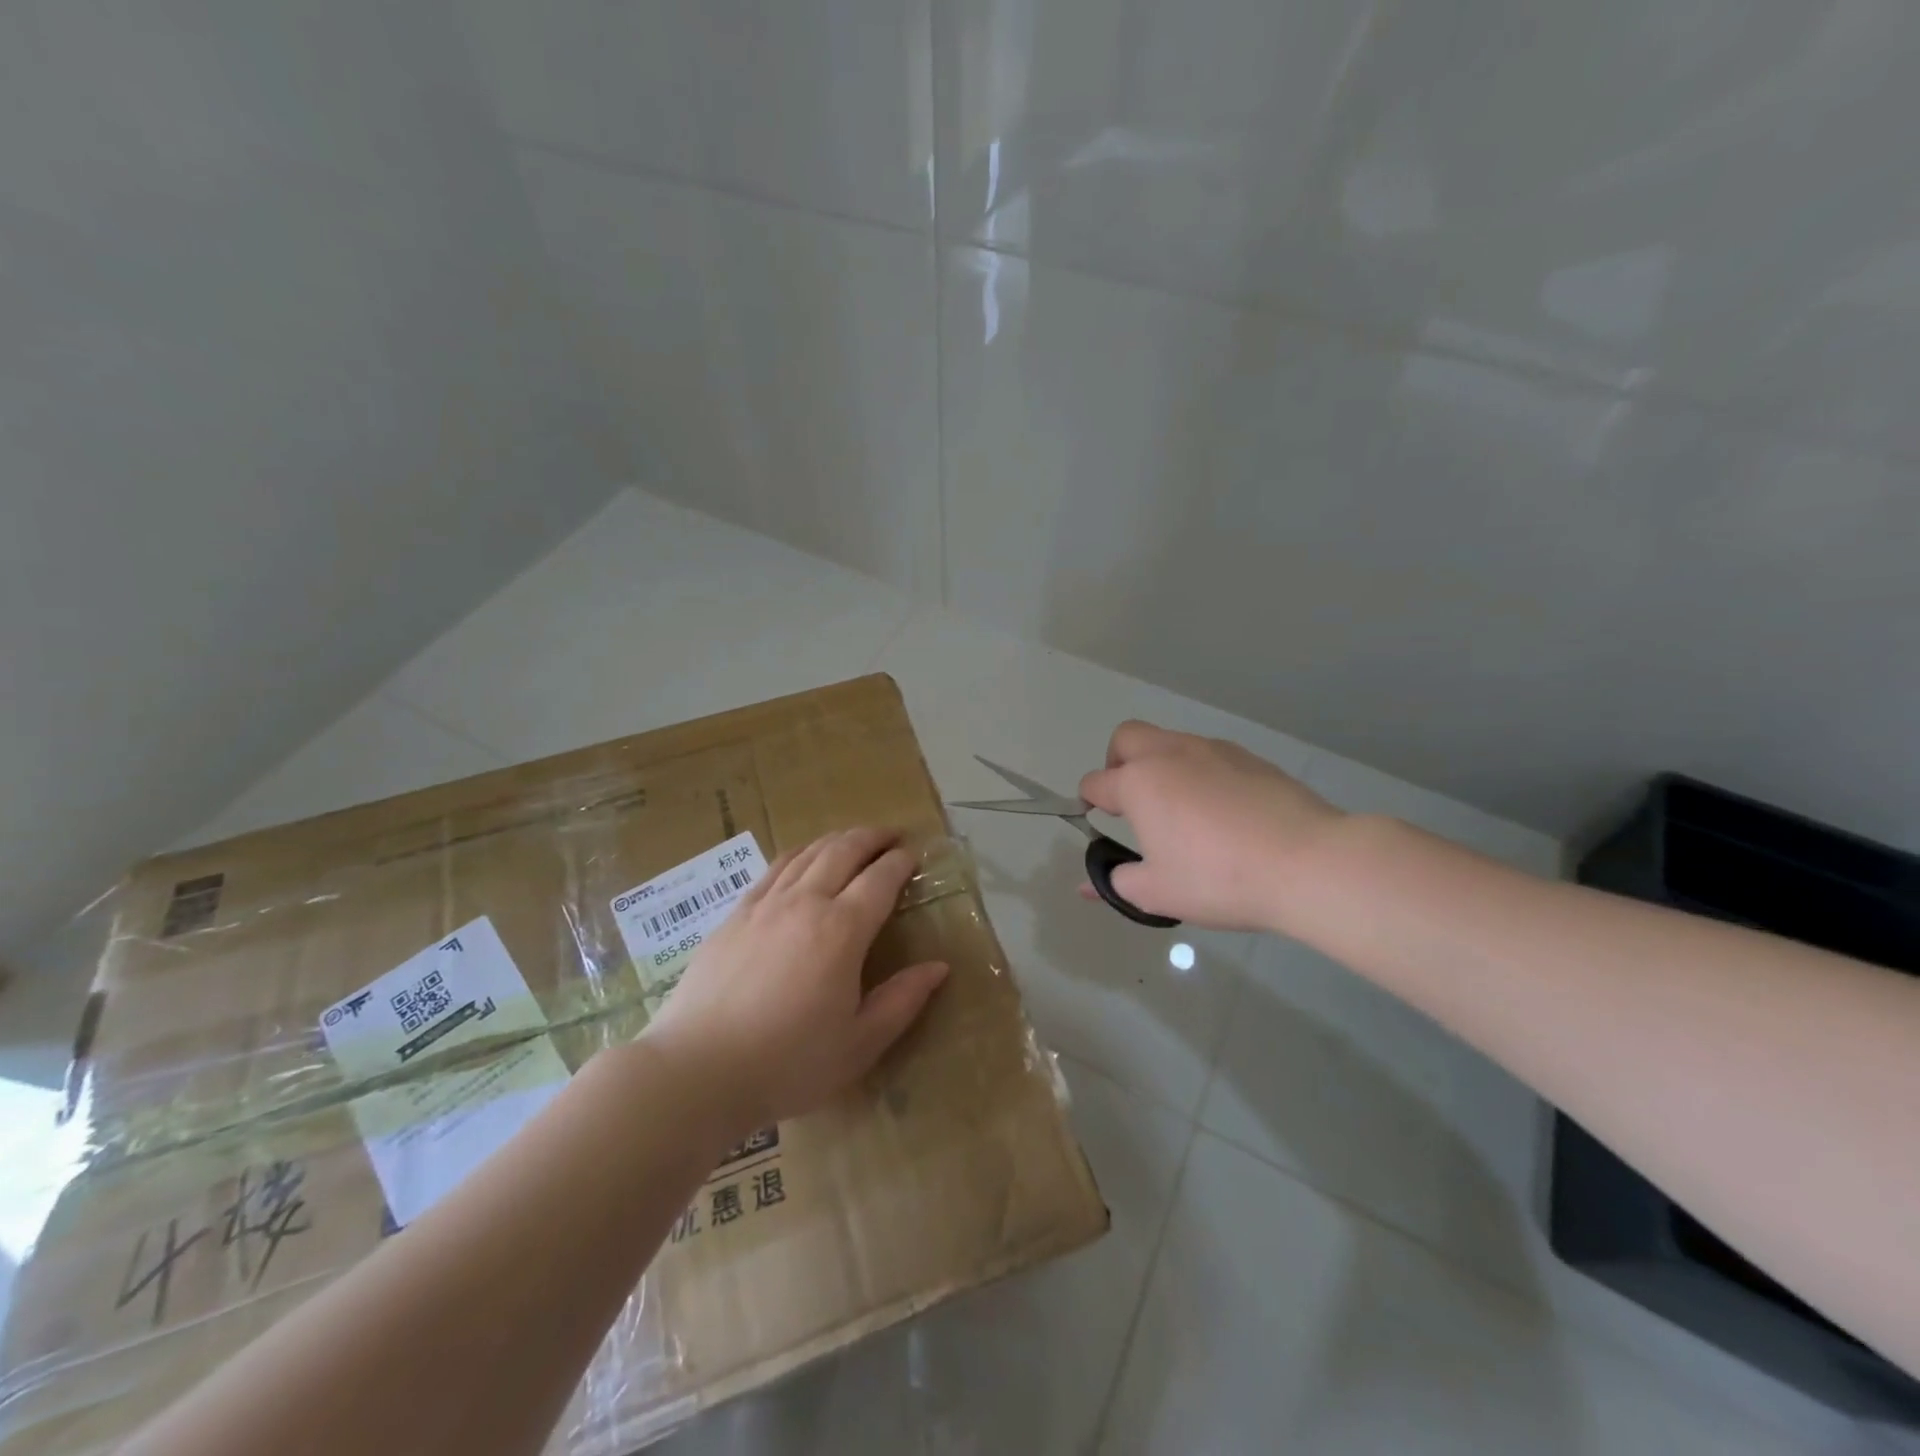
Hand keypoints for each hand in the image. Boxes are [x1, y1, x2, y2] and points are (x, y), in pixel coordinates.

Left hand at [643, 828, 948, 1141]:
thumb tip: (939, 967)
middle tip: (891, 835)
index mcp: (842, 930)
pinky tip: (802, 859)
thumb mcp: (860, 1043)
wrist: (698, 1070)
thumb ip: (903, 1000)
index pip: (880, 879)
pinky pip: (774, 868)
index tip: (914, 856)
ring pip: (808, 853)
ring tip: (853, 840)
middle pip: (844, 850)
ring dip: (837, 839)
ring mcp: (765, 904)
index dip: (901, 862)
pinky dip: (799, 854)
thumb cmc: (789, 1062)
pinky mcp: (735, 915)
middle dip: (872, 837)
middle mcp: (805, 902)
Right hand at [1078, 721, 1343, 933]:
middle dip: (1117, 762)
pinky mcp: (1251, 758)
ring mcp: (1213, 750)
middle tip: (1131, 800)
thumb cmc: (1219, 879)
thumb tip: (1087, 886)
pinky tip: (1223, 812)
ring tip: (1182, 811)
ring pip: (1171, 741)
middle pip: (1127, 738)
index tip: (1097, 823)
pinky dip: (1201, 773)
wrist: (1307, 863)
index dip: (1089, 803)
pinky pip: (1210, 755)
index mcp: (1139, 783)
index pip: (1095, 783)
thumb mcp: (1158, 893)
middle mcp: (1170, 754)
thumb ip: (1116, 883)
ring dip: (1162, 766)